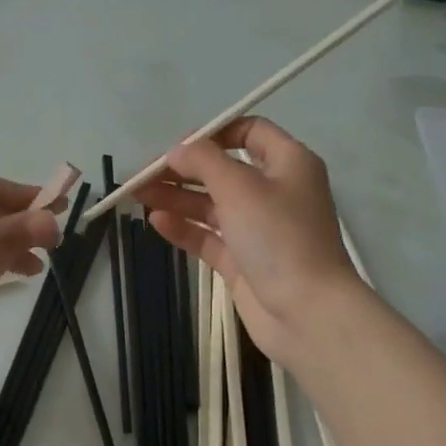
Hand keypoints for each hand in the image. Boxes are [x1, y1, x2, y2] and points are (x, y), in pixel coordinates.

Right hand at [133, 117, 358, 364]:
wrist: (307, 313)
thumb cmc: (279, 237)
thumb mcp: (240, 187)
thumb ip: (204, 161)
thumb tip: (177, 150)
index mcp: (289, 164)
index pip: (250, 132)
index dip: (212, 134)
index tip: (177, 146)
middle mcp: (275, 192)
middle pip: (223, 170)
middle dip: (183, 169)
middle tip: (143, 174)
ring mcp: (259, 229)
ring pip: (212, 204)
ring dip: (176, 197)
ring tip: (138, 195)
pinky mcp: (244, 261)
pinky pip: (209, 236)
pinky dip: (184, 227)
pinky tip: (156, 221)